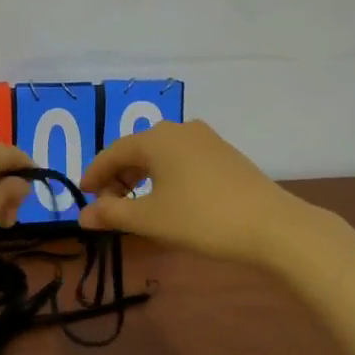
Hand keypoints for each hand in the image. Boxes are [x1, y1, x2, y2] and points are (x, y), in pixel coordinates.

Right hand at [77, 120, 311, 267]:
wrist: (271, 226)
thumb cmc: (201, 218)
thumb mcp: (150, 218)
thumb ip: (112, 214)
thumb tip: (82, 216)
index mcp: (156, 138)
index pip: (112, 153)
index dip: (94, 175)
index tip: (82, 197)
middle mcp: (179, 129)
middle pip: (136, 150)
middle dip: (118, 177)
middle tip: (108, 206)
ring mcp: (205, 139)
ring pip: (160, 155)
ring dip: (142, 177)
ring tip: (135, 205)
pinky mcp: (224, 154)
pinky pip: (182, 160)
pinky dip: (165, 176)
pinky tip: (168, 199)